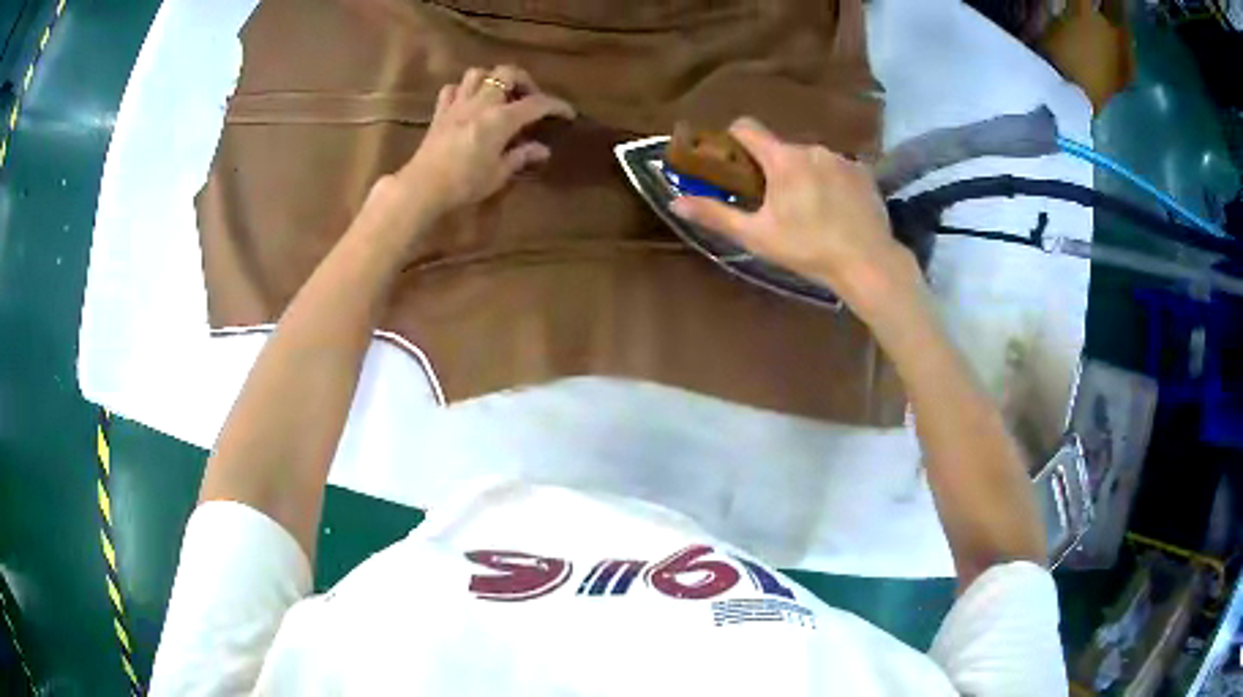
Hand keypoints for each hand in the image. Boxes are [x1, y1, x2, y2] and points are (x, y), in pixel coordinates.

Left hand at [397, 65, 574, 217]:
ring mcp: (458, 105)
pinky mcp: (440, 113)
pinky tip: (468, 103)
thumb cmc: (465, 184)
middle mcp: (481, 103)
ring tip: (498, 96)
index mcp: (501, 118)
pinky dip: (463, 91)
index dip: (556, 105)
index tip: (567, 113)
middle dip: (523, 81)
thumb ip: (521, 156)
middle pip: (506, 73)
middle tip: (528, 98)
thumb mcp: (499, 174)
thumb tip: (542, 149)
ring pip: (477, 74)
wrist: (423, 187)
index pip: (536, 103)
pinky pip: (452, 89)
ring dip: (491, 80)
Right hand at [670, 117, 922, 316]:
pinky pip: (837, 168)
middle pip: (781, 148)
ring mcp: (841, 158)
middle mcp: (811, 148)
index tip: (734, 162)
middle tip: (777, 203)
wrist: (868, 262)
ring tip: (812, 210)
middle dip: (773, 168)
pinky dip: (831, 181)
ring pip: (810, 158)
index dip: (734, 139)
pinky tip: (838, 210)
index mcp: (782, 158)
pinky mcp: (864, 172)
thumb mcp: (757, 236)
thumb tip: (675, 201)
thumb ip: (716, 214)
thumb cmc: (808, 249)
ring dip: (804, 175)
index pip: (747, 127)